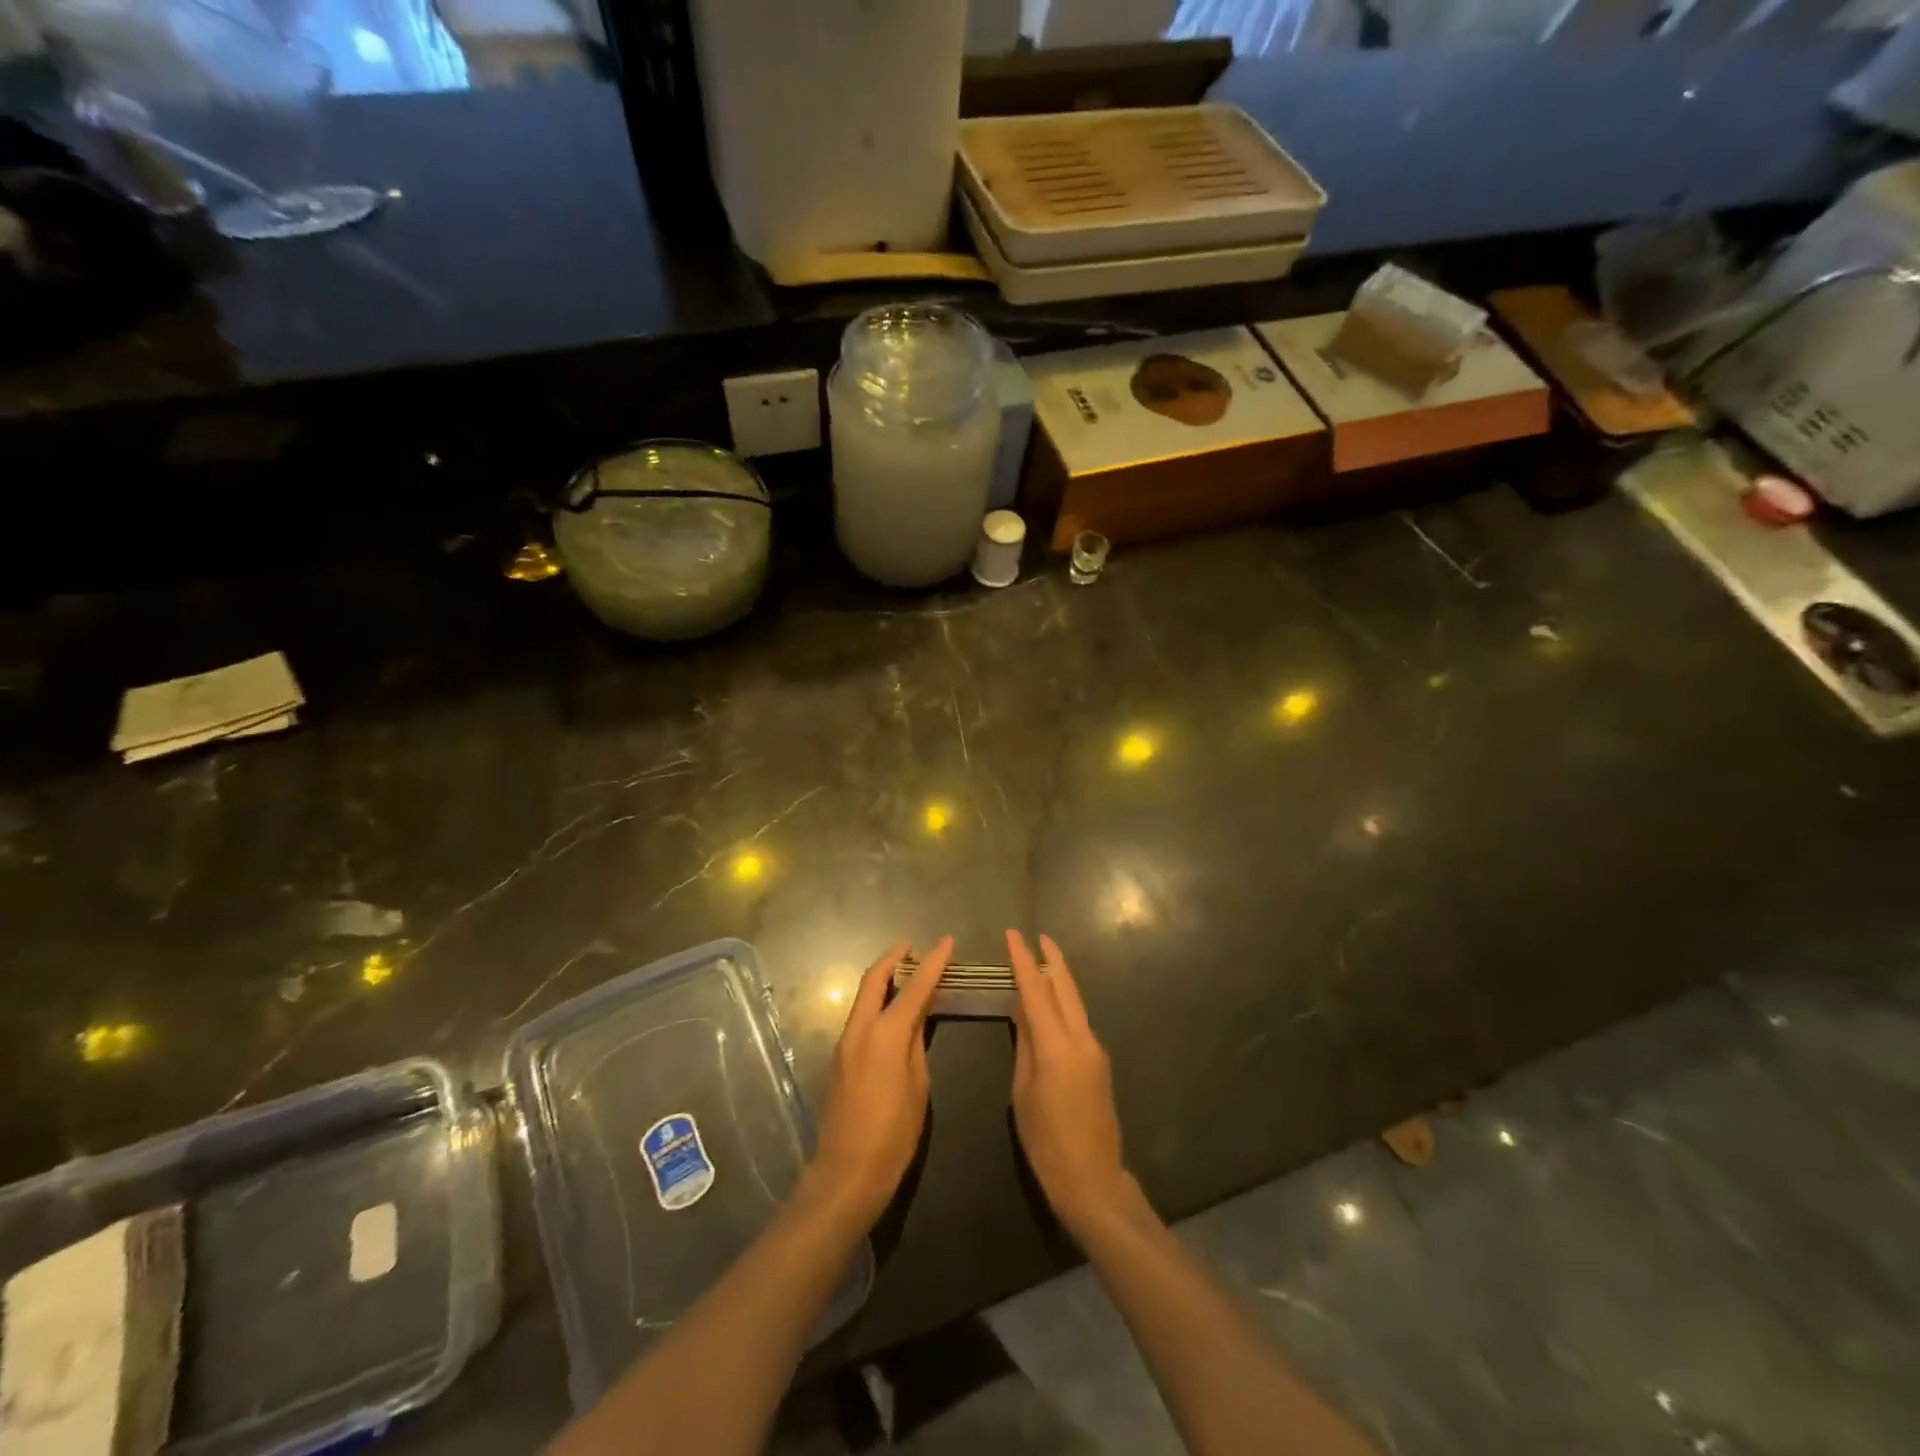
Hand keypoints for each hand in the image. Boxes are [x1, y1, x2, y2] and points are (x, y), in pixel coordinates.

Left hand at [811, 937, 952, 1226]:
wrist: (846, 1173)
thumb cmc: (893, 1135)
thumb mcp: (918, 1087)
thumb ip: (916, 1045)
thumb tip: (918, 1018)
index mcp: (885, 1035)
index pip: (914, 988)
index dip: (932, 963)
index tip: (946, 942)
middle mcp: (860, 1030)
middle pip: (874, 980)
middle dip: (893, 958)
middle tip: (912, 945)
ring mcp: (844, 1043)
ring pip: (863, 996)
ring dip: (882, 978)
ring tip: (905, 971)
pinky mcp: (839, 1058)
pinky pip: (859, 1015)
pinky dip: (876, 1000)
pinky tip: (891, 1008)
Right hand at [1007, 930, 1129, 1236]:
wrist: (1093, 1181)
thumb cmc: (1046, 1143)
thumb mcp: (1023, 1093)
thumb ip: (1025, 1046)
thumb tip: (1023, 1011)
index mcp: (1058, 1047)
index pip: (1036, 992)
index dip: (1023, 961)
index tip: (1013, 935)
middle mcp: (1082, 1040)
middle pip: (1065, 988)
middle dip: (1051, 959)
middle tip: (1037, 935)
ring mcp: (1095, 1050)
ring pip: (1075, 1002)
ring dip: (1059, 978)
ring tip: (1042, 959)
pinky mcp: (1099, 1062)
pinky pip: (1078, 1020)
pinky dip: (1064, 1002)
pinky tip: (1052, 1001)